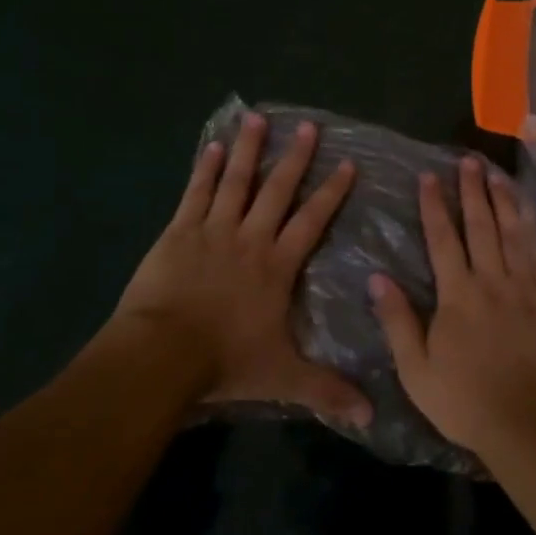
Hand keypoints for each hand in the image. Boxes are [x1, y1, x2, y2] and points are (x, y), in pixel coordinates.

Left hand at [115, 112, 372, 427]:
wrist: (163, 353)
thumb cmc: (226, 361)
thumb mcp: (283, 377)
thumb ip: (327, 389)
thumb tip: (372, 415)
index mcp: (277, 265)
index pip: (312, 221)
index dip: (332, 192)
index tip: (347, 164)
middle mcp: (250, 238)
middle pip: (278, 190)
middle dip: (296, 158)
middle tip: (308, 127)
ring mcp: (213, 230)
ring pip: (236, 181)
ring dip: (250, 150)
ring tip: (258, 119)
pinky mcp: (179, 232)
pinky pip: (196, 193)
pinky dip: (206, 168)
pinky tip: (213, 146)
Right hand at [369, 157, 535, 456]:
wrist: (533, 423)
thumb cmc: (467, 401)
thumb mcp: (416, 370)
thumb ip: (398, 321)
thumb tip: (378, 278)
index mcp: (457, 295)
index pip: (442, 239)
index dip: (434, 205)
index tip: (429, 175)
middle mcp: (492, 280)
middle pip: (480, 226)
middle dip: (472, 191)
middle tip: (467, 161)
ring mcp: (526, 287)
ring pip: (514, 232)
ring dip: (504, 199)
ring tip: (497, 173)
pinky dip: (535, 228)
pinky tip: (531, 211)